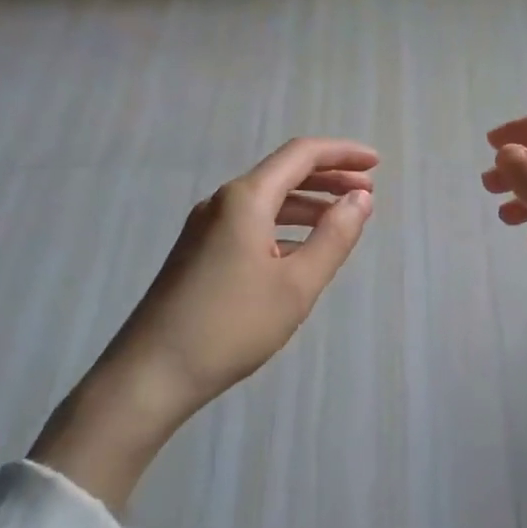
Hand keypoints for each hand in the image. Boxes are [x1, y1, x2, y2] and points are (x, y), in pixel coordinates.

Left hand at [33, 138, 376, 506]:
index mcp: (246, 198)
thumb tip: (361, 199)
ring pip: (267, 200)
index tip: (377, 163)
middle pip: (284, 173)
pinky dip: (284, 225)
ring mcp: (206, 227)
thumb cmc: (230, 326)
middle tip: (368, 191)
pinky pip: (251, 223)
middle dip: (328, 177)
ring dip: (308, 203)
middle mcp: (223, 202)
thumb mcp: (296, 285)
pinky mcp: (199, 252)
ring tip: (342, 218)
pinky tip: (301, 249)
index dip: (342, 153)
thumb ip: (334, 237)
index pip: (301, 155)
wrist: (149, 374)